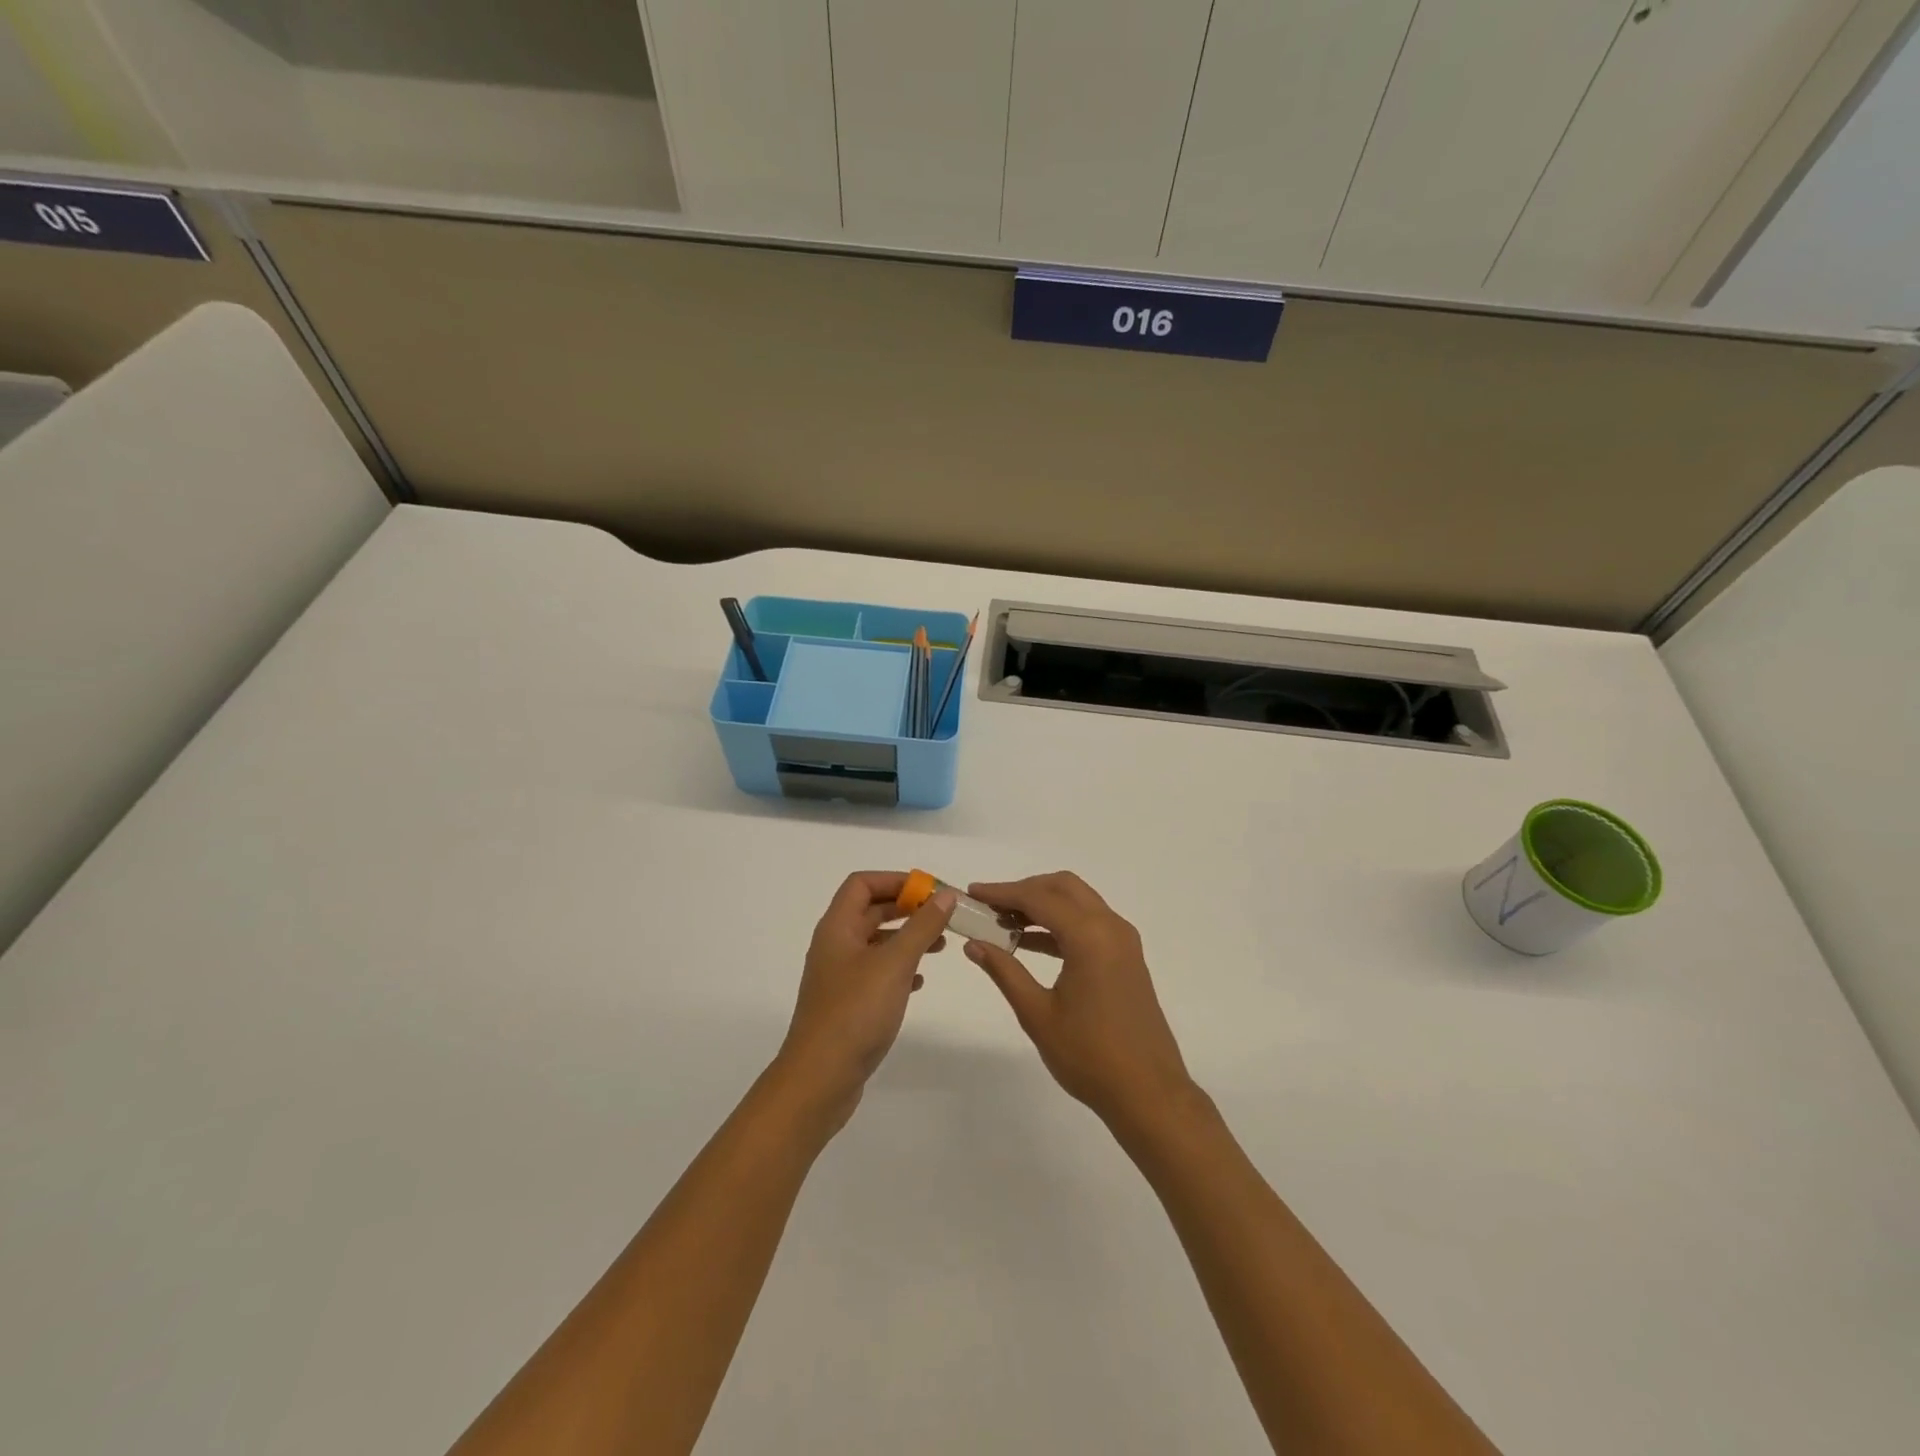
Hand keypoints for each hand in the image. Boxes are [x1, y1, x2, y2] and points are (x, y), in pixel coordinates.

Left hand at [777, 871, 954, 1130]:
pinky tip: (921, 982)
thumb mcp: (895, 963)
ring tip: (941, 946)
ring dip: (907, 938)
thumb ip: (922, 927)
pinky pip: (877, 973)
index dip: (896, 880)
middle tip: (943, 915)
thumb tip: (944, 895)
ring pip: (876, 943)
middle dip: (907, 908)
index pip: (862, 884)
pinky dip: (900, 969)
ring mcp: (840, 977)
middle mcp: (835, 946)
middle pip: (870, 910)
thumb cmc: (855, 1012)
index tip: (931, 891)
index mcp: (837, 928)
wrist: (820, 1079)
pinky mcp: (848, 1004)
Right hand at [964, 872, 1195, 1130]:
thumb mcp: (1037, 1014)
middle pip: (1063, 887)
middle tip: (990, 906)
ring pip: (1079, 902)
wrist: (1149, 1093)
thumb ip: (1004, 971)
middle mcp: (1111, 927)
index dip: (1002, 892)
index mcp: (1090, 936)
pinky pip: (1090, 924)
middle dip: (1025, 890)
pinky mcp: (1127, 958)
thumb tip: (974, 943)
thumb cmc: (1089, 1056)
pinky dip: (1060, 924)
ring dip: (1043, 905)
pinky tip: (1031, 944)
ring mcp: (1123, 942)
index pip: (1038, 897)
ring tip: (1004, 924)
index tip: (972, 893)